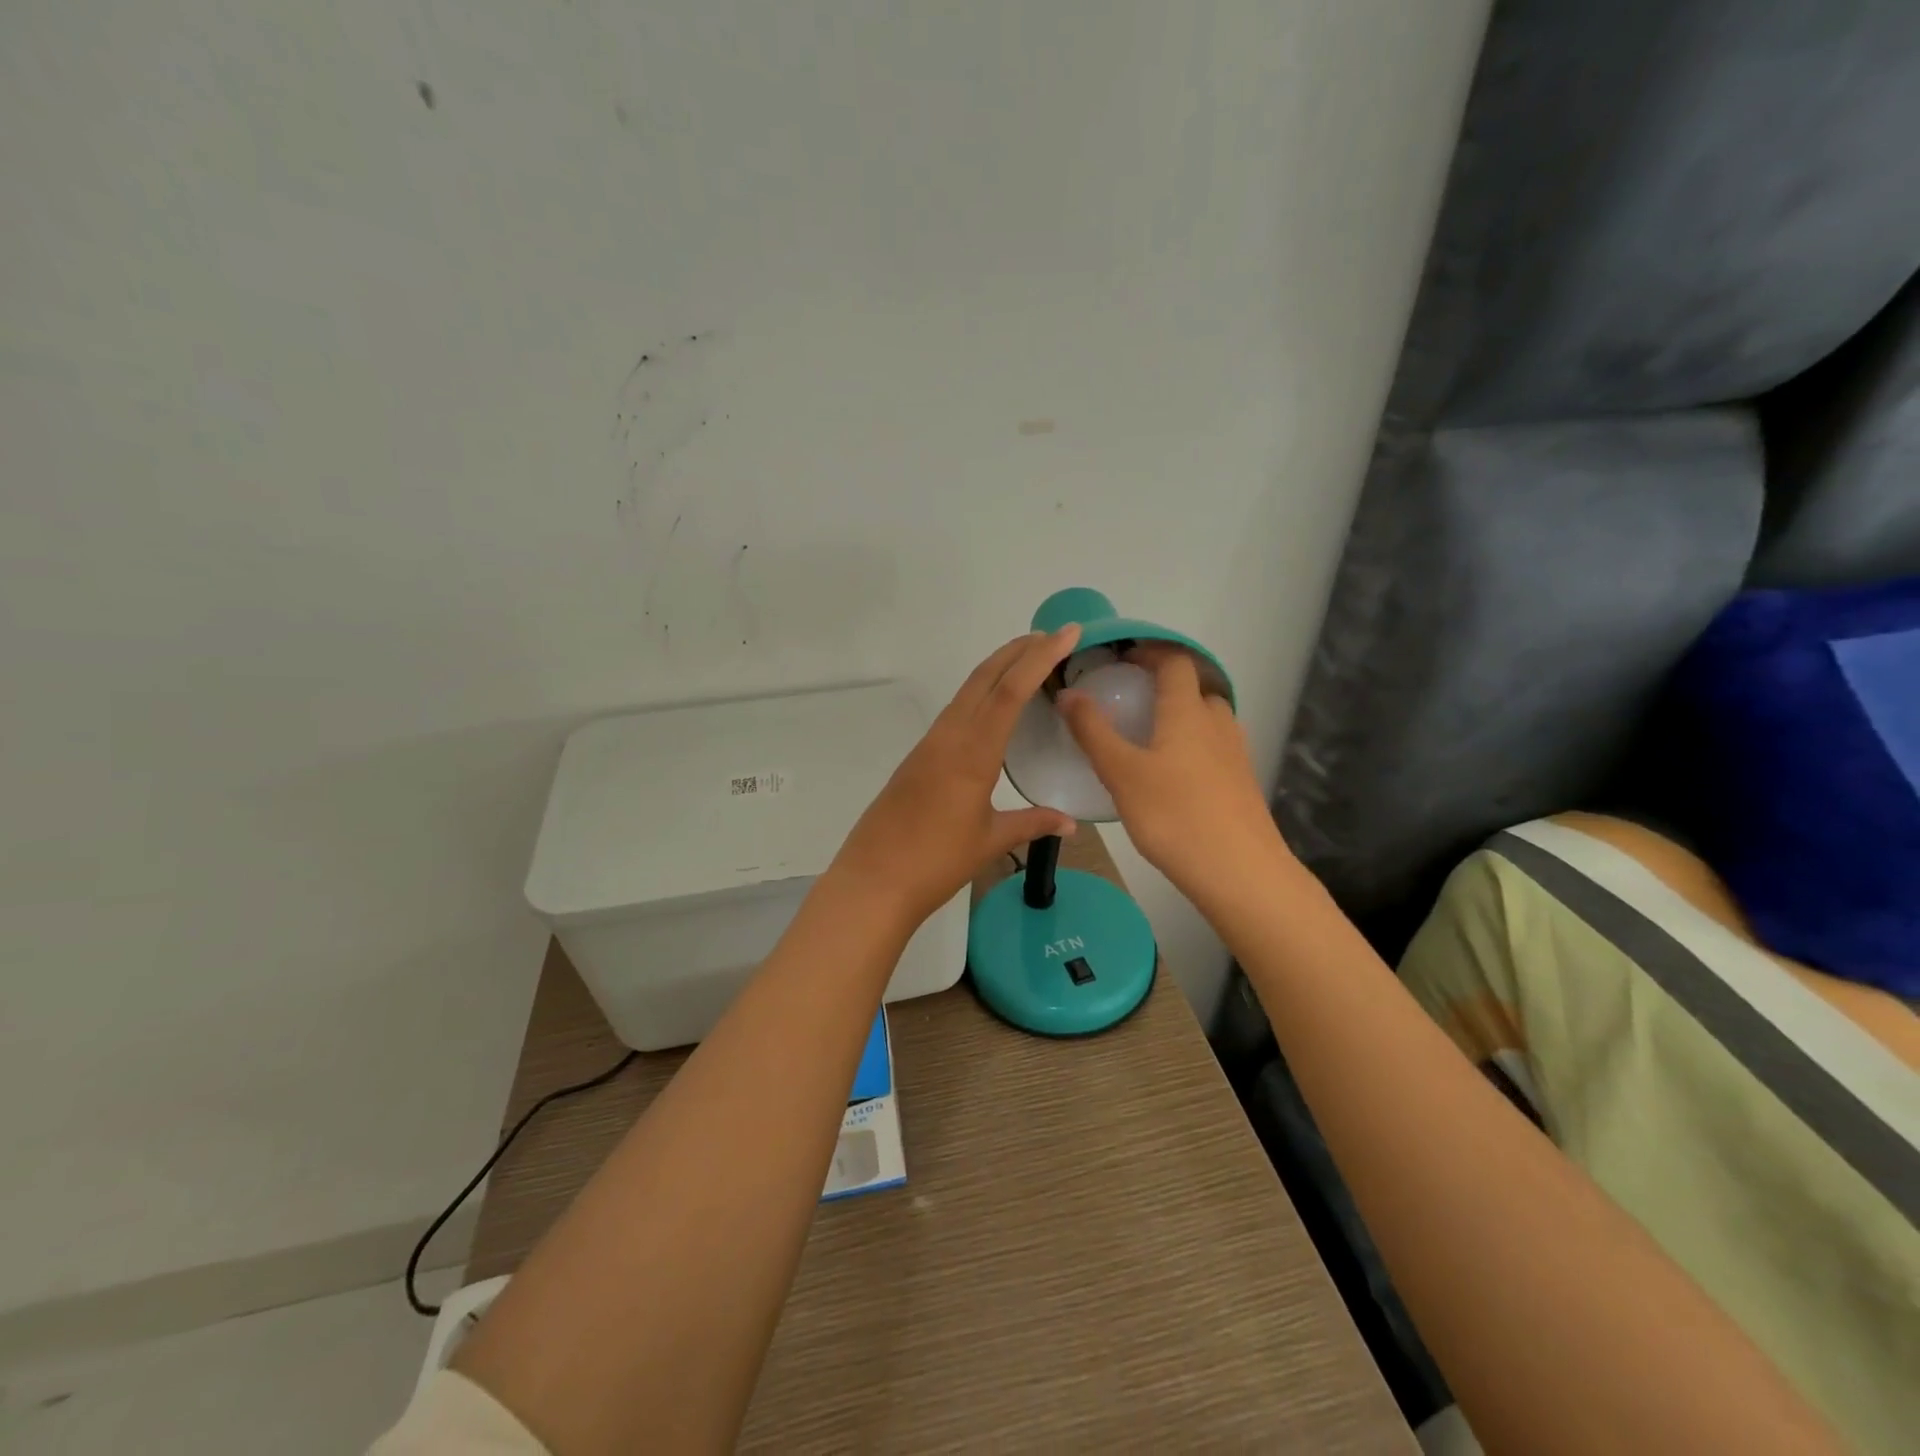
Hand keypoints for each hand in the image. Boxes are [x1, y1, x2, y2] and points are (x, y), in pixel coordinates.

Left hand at [833, 627, 1081, 925]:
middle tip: (1053, 637)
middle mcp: (949, 737)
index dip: (1040, 657)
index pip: (1010, 691)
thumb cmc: (936, 862)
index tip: (1067, 632)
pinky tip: (993, 708)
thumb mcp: (990, 841)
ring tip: (1029, 662)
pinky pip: (955, 712)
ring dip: (998, 669)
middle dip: (1018, 651)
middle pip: (985, 678)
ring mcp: (929, 745)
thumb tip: (1070, 823)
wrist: (873, 881)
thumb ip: (1032, 824)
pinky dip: (980, 695)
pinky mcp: (918, 757)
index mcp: (972, 753)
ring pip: (967, 692)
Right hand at [1057, 644, 1286, 900]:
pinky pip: (1214, 748)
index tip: (1122, 658)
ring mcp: (1235, 754)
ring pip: (1207, 720)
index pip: (1176, 660)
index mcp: (1188, 711)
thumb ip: (1093, 731)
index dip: (1151, 651)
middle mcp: (1218, 723)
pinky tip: (1171, 777)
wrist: (1240, 873)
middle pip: (1195, 688)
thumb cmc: (1174, 816)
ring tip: (1147, 738)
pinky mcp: (1241, 783)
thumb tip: (1068, 692)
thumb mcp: (1121, 773)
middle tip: (1130, 701)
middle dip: (1165, 685)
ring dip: (1181, 717)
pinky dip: (1192, 746)